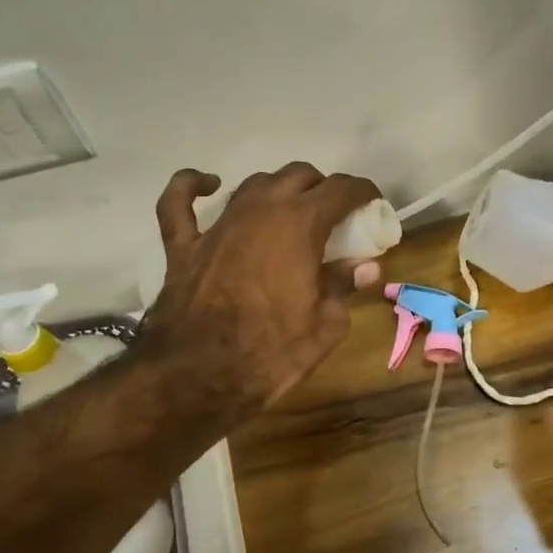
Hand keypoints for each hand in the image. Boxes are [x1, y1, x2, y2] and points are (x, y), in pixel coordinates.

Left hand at [138, 163, 383, 419]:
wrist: (198, 377)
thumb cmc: (271, 353)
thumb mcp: (325, 326)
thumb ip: (343, 287)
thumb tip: (365, 267)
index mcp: (300, 225)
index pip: (341, 189)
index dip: (362, 191)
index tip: (372, 202)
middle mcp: (260, 210)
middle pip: (298, 176)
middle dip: (322, 188)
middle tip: (334, 214)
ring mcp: (218, 225)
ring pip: (253, 184)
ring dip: (277, 189)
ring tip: (289, 209)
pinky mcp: (183, 245)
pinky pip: (180, 202)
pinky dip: (192, 187)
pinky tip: (208, 185)